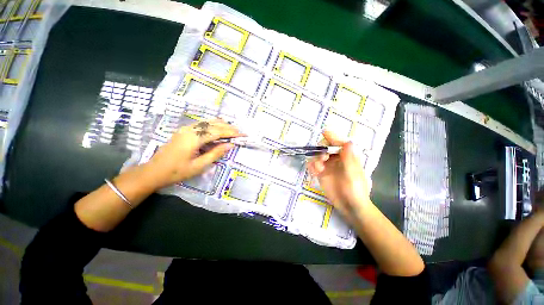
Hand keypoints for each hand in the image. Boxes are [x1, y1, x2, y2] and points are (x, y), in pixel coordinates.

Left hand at [145, 119, 243, 188]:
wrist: (153, 171)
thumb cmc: (177, 171)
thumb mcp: (199, 166)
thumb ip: (215, 153)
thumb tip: (230, 145)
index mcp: (194, 138)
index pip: (217, 132)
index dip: (231, 132)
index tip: (242, 134)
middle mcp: (190, 129)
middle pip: (213, 125)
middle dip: (228, 128)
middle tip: (239, 132)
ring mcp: (186, 129)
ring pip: (207, 122)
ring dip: (221, 125)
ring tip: (232, 129)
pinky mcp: (184, 131)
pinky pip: (201, 124)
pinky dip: (212, 125)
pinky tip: (217, 127)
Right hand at [306, 130, 370, 223]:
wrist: (350, 206)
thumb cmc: (356, 190)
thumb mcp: (353, 174)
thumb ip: (349, 158)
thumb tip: (348, 141)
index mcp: (347, 156)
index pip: (338, 142)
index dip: (331, 137)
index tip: (324, 133)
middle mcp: (336, 158)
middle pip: (325, 147)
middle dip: (321, 150)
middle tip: (322, 159)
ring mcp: (328, 166)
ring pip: (317, 156)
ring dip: (315, 159)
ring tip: (318, 169)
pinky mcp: (321, 173)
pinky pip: (313, 165)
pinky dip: (312, 166)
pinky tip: (314, 173)